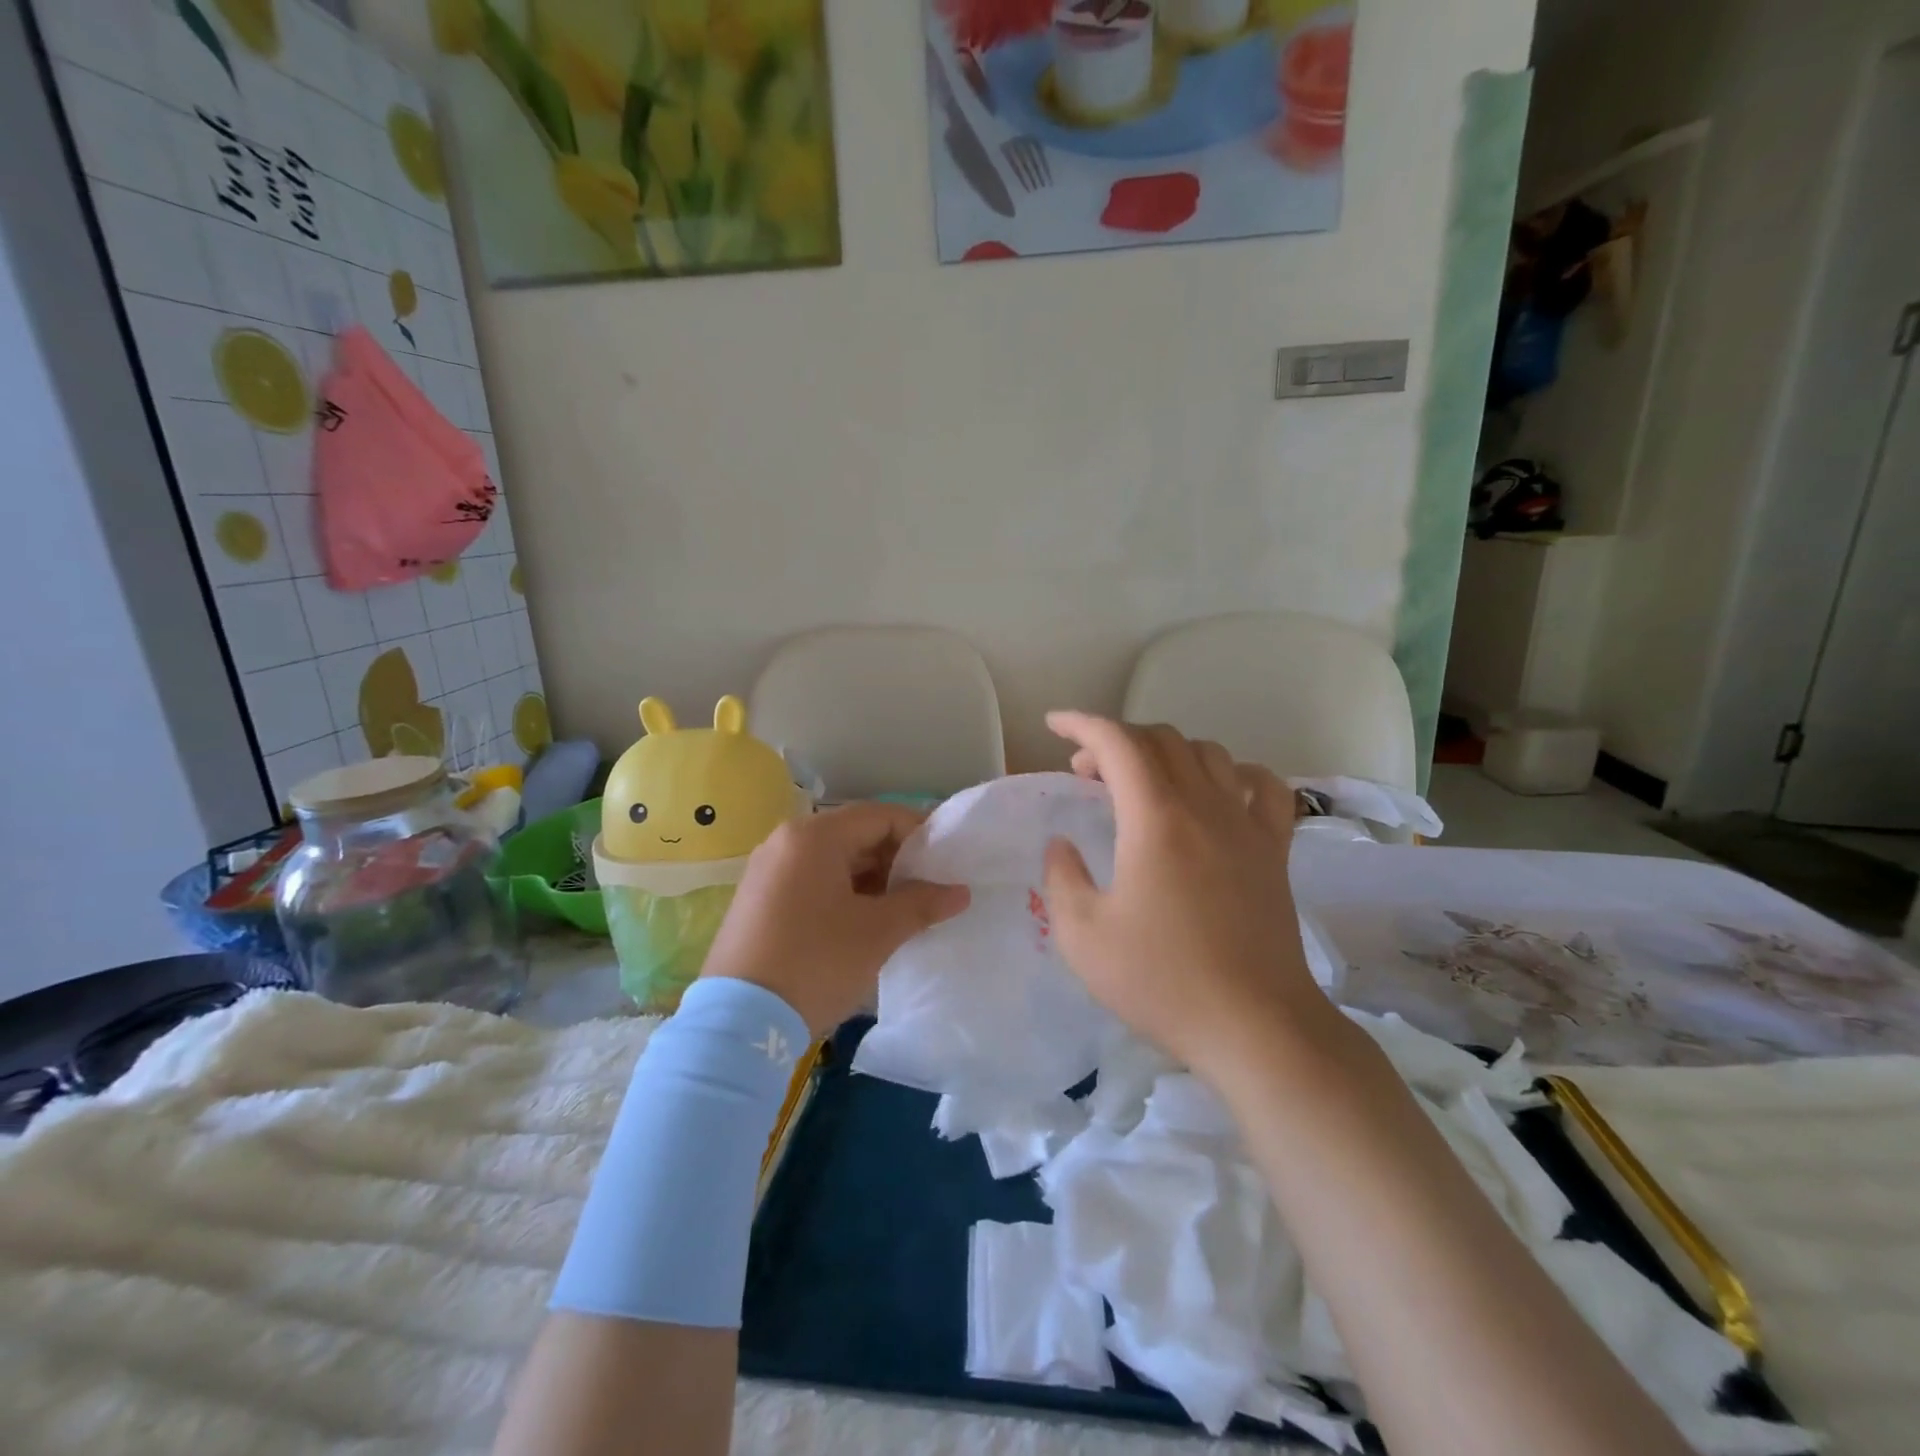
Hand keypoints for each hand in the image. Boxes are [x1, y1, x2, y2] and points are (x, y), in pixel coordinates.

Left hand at [700, 802, 970, 1036]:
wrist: (739, 1024)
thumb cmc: (816, 962)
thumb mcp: (878, 932)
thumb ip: (922, 903)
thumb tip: (960, 892)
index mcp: (814, 836)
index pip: (880, 816)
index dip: (920, 834)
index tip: (947, 862)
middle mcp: (785, 842)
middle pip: (855, 835)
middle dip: (896, 860)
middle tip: (928, 891)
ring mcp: (767, 871)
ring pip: (834, 861)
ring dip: (872, 880)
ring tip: (902, 912)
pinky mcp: (758, 900)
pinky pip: (812, 882)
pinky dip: (844, 894)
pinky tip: (864, 924)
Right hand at [1042, 712, 1334, 1073]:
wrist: (1255, 1025)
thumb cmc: (1162, 980)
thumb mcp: (1083, 936)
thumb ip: (1062, 878)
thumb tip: (1062, 844)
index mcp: (1155, 819)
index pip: (1118, 743)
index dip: (1082, 724)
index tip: (1055, 725)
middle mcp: (1204, 806)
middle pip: (1162, 740)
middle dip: (1116, 741)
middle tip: (1087, 773)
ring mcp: (1247, 825)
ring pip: (1209, 754)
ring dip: (1167, 752)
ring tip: (1142, 782)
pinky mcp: (1276, 851)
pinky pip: (1264, 787)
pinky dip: (1235, 773)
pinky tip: (1219, 791)